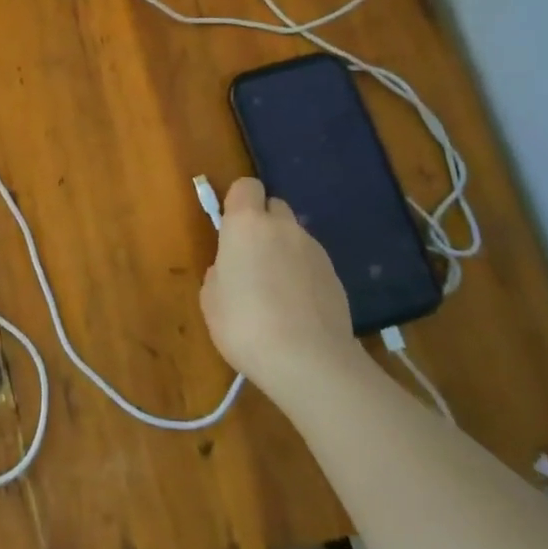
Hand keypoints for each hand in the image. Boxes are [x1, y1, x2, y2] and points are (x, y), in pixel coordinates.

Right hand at [199, 178, 360, 398]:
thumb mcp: (211, 299)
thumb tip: (232, 271)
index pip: (246, 186)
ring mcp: (314, 250)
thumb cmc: (244, 324)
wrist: (309, 361)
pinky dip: (302, 275)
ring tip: (275, 292)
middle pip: (274, 207)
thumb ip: (221, 272)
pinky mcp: (336, 276)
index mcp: (246, 224)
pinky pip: (311, 263)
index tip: (230, 228)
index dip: (238, 202)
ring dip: (283, 251)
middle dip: (263, 224)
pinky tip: (296, 308)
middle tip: (251, 259)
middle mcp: (283, 227)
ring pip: (294, 237)